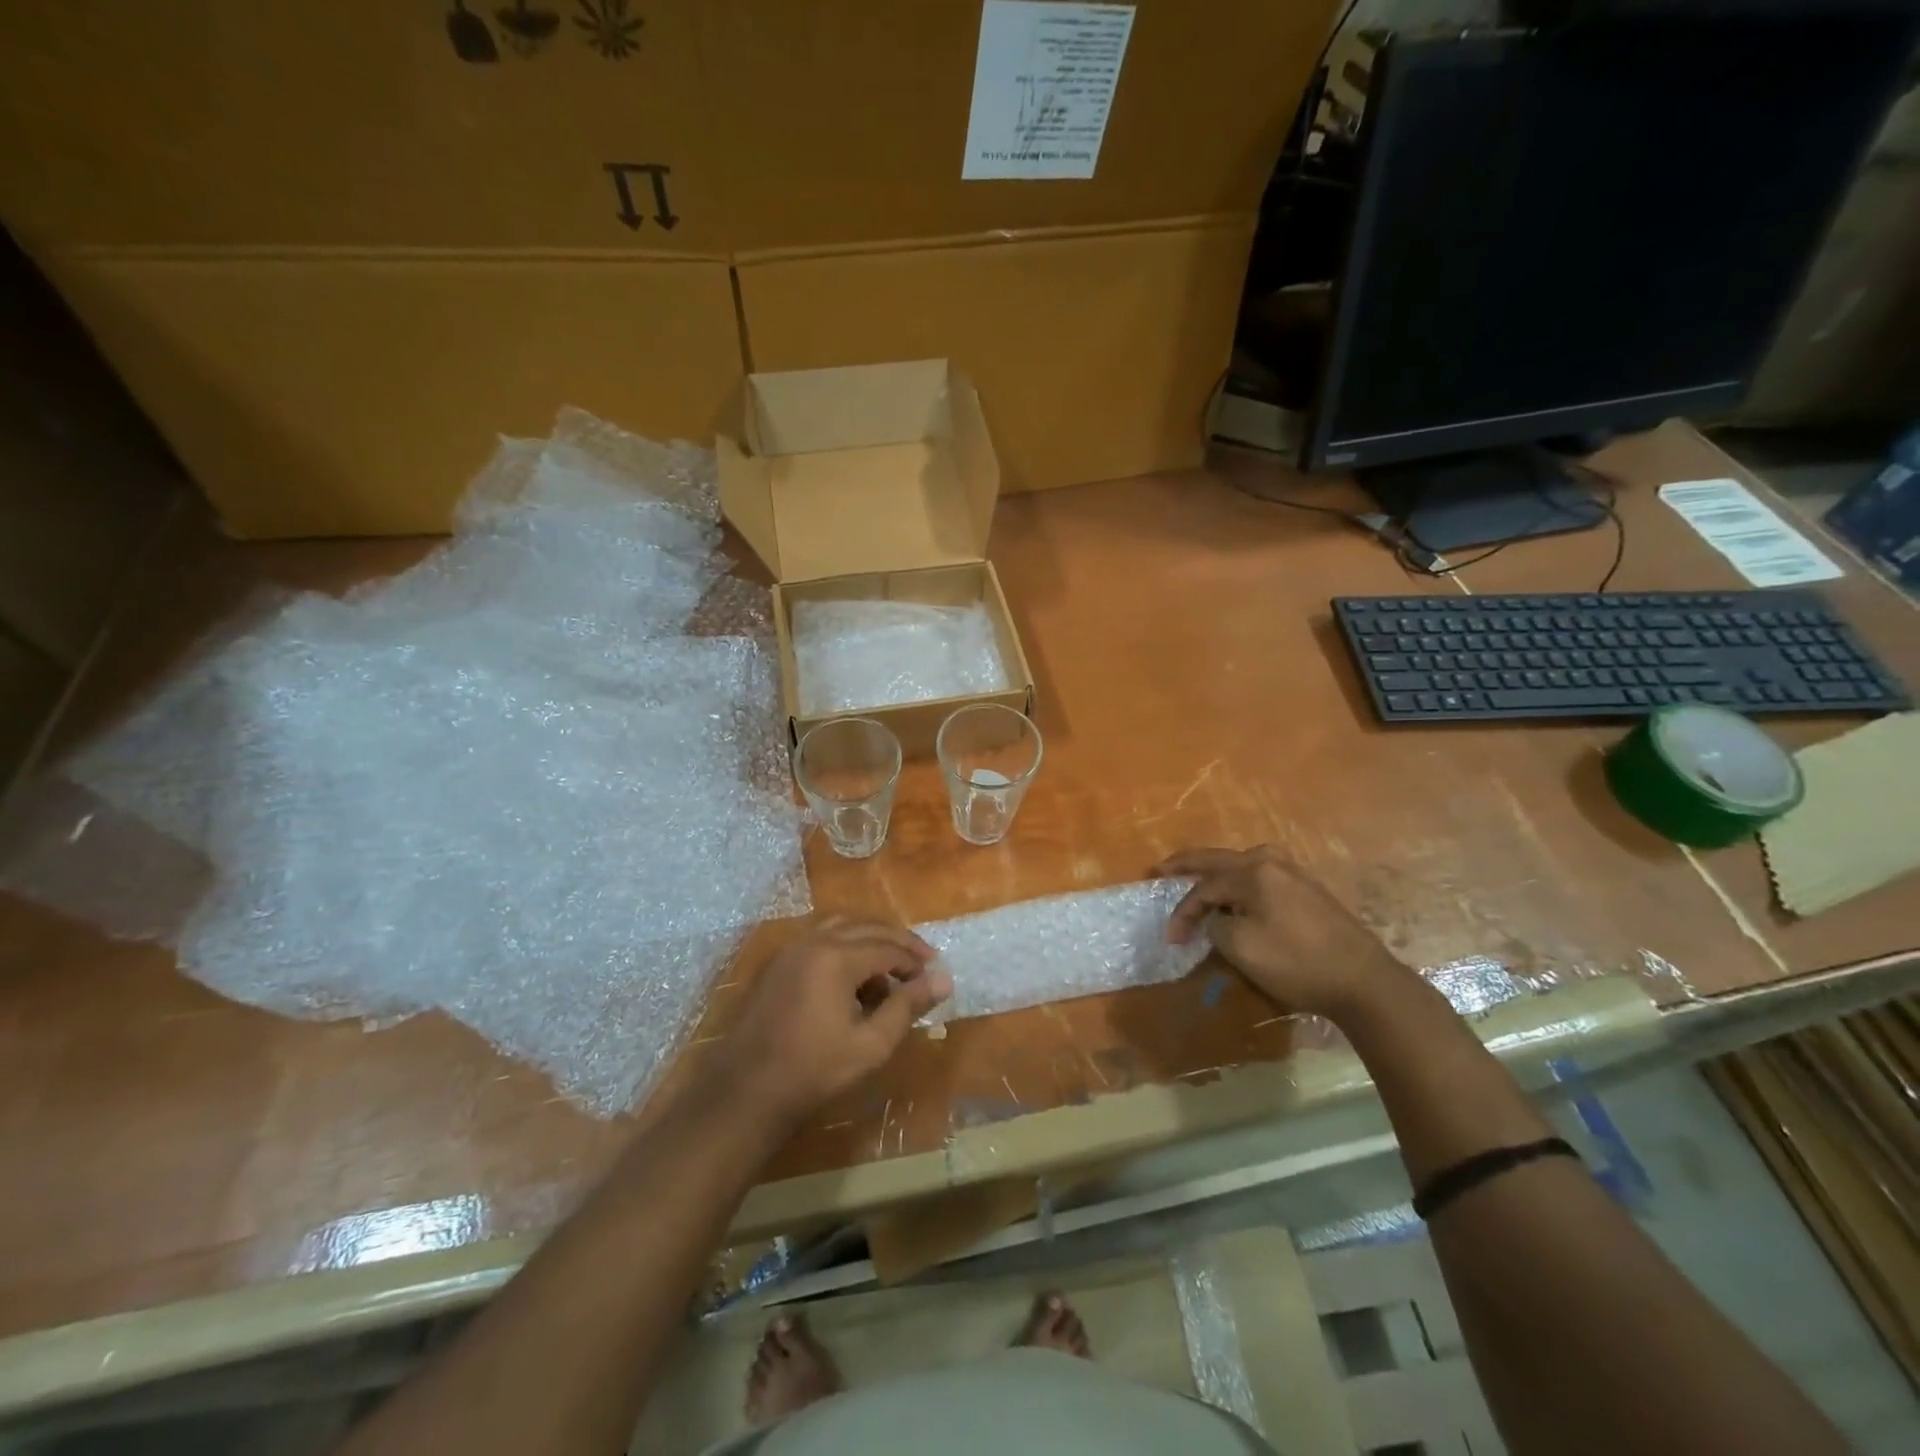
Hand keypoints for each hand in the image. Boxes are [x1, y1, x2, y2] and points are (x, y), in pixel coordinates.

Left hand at [716, 916, 951, 1129]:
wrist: (744, 1092)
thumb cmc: (813, 1072)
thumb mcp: (871, 1045)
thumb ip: (907, 1006)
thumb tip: (944, 979)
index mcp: (837, 956)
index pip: (889, 947)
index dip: (916, 962)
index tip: (936, 978)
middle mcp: (814, 940)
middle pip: (867, 927)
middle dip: (899, 943)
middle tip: (923, 964)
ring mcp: (791, 949)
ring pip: (842, 926)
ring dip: (871, 940)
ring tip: (891, 968)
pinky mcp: (778, 963)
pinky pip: (821, 938)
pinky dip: (846, 945)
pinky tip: (855, 977)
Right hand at [1157, 846, 1409, 1019]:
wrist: (1363, 981)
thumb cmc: (1296, 962)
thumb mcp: (1241, 947)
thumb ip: (1216, 925)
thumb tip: (1217, 918)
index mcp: (1253, 872)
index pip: (1204, 887)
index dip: (1183, 912)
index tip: (1171, 939)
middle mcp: (1272, 862)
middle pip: (1219, 860)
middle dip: (1187, 865)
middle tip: (1160, 867)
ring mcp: (1294, 874)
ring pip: (1242, 866)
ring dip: (1216, 874)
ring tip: (1197, 882)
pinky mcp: (1309, 891)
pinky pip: (1261, 878)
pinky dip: (1240, 883)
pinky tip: (1236, 895)